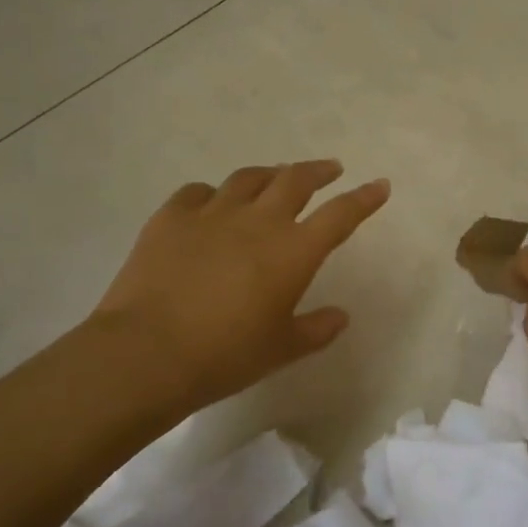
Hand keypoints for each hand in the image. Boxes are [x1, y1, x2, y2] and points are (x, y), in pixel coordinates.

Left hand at [90, 161, 388, 412]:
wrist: (147, 353)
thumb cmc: (225, 356)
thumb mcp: (281, 350)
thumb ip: (316, 330)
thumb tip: (340, 316)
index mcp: (293, 252)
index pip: (340, 215)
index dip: (364, 198)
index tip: (380, 185)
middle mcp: (258, 221)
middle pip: (295, 180)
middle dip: (318, 171)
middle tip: (329, 169)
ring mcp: (212, 213)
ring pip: (249, 178)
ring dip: (269, 174)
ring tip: (276, 178)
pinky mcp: (171, 217)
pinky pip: (199, 192)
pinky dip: (214, 194)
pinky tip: (212, 204)